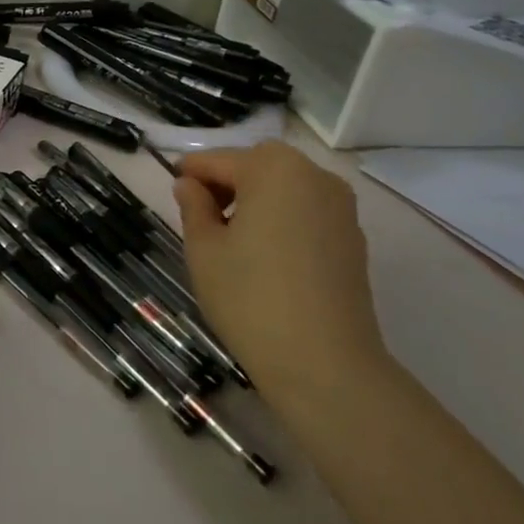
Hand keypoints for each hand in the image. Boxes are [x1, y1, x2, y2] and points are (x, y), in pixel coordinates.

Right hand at [172, 142, 387, 406]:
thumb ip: (194, 206)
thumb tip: (189, 185)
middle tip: (200, 217)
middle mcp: (314, 176)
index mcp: (273, 169)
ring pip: (285, 187)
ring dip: (255, 199)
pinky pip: (306, 211)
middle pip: (257, 165)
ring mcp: (340, 208)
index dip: (189, 173)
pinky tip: (265, 256)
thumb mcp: (203, 249)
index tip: (171, 191)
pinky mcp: (353, 238)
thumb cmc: (250, 297)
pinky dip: (282, 219)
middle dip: (226, 182)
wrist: (324, 364)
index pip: (218, 159)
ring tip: (232, 239)